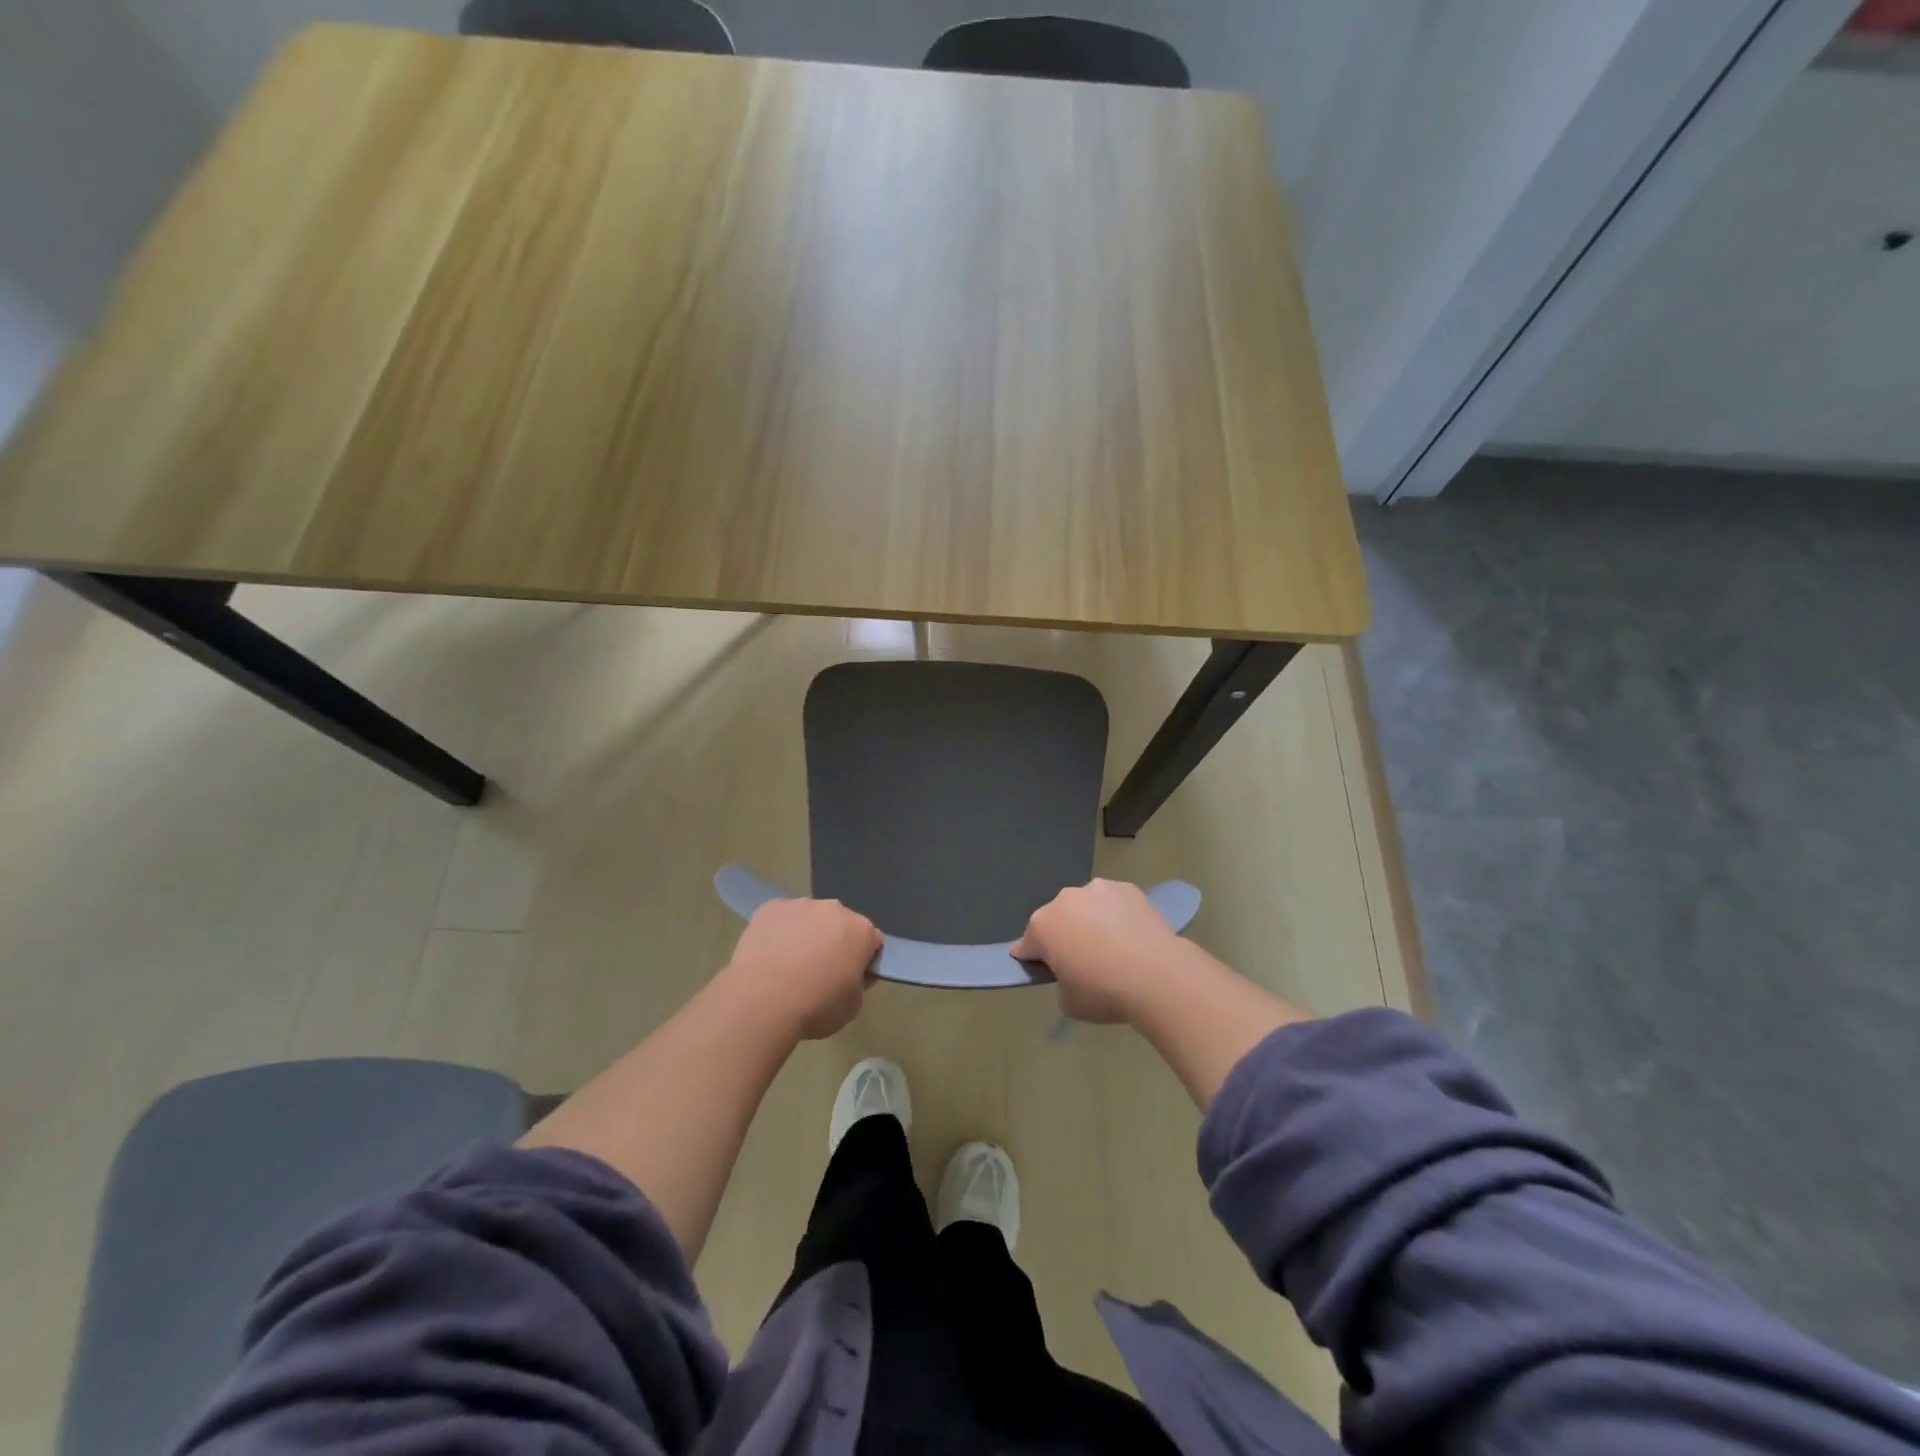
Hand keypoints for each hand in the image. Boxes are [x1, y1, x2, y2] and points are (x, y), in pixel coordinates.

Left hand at [722, 899, 881, 1040]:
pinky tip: (769, 956)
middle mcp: (834, 909)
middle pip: (840, 923)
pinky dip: (779, 932)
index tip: (851, 977)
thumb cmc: (815, 1006)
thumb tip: (851, 973)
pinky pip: (782, 918)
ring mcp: (800, 904)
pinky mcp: (770, 907)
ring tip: (788, 966)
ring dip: (806, 935)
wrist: (761, 1002)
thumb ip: (859, 983)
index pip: (872, 940)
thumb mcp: (853, 1006)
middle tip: (819, 972)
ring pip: (809, 918)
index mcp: (861, 930)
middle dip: (835, 942)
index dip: (863, 959)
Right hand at [1012, 879, 1185, 1024]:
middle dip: (1064, 935)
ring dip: (1090, 920)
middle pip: (1057, 918)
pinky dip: (1117, 914)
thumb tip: (1070, 974)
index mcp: (1043, 926)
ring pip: (1086, 905)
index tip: (1043, 969)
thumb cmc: (1104, 992)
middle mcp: (1065, 900)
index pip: (1027, 944)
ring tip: (1112, 946)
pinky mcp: (1127, 888)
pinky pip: (1114, 902)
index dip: (1033, 958)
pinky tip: (1131, 935)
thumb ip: (1061, 983)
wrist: (1156, 975)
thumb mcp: (1069, 1003)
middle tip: (1082, 961)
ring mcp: (1097, 889)